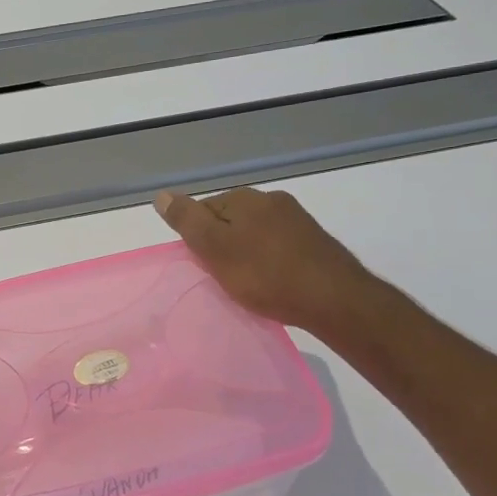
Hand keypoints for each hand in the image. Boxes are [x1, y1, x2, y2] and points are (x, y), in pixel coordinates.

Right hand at [154, 188, 373, 334]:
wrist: (334, 300)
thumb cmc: (265, 275)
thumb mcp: (215, 248)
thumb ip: (187, 220)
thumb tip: (162, 195)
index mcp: (244, 198)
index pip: (202, 210)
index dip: (197, 239)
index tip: (204, 265)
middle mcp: (271, 200)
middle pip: (229, 220)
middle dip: (222, 245)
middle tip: (223, 277)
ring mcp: (296, 219)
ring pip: (254, 233)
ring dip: (246, 253)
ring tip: (248, 283)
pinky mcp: (314, 241)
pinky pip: (277, 246)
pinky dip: (268, 261)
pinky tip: (272, 282)